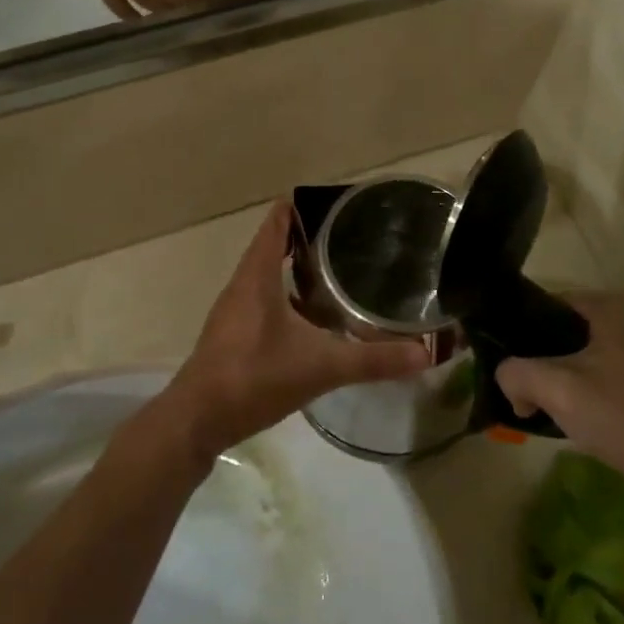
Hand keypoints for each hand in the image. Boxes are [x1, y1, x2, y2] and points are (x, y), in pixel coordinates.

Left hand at [158, 203, 429, 459]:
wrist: (197, 420)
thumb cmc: (254, 378)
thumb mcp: (320, 366)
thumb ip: (373, 360)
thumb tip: (426, 354)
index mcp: (257, 276)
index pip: (277, 223)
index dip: (301, 207)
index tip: (336, 203)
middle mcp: (242, 285)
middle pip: (273, 245)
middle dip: (307, 237)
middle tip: (349, 236)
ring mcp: (234, 311)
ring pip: (267, 275)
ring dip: (296, 268)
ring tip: (336, 270)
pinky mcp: (233, 334)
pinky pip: (262, 300)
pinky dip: (286, 296)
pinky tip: (312, 318)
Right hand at [498, 294, 623, 509]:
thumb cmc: (614, 412)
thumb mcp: (552, 386)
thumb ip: (513, 373)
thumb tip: (508, 383)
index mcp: (609, 307)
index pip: (546, 305)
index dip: (517, 329)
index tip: (499, 356)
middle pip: (558, 331)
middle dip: (533, 357)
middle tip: (512, 381)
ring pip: (573, 355)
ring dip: (550, 376)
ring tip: (528, 398)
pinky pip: (589, 374)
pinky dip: (570, 389)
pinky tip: (555, 411)